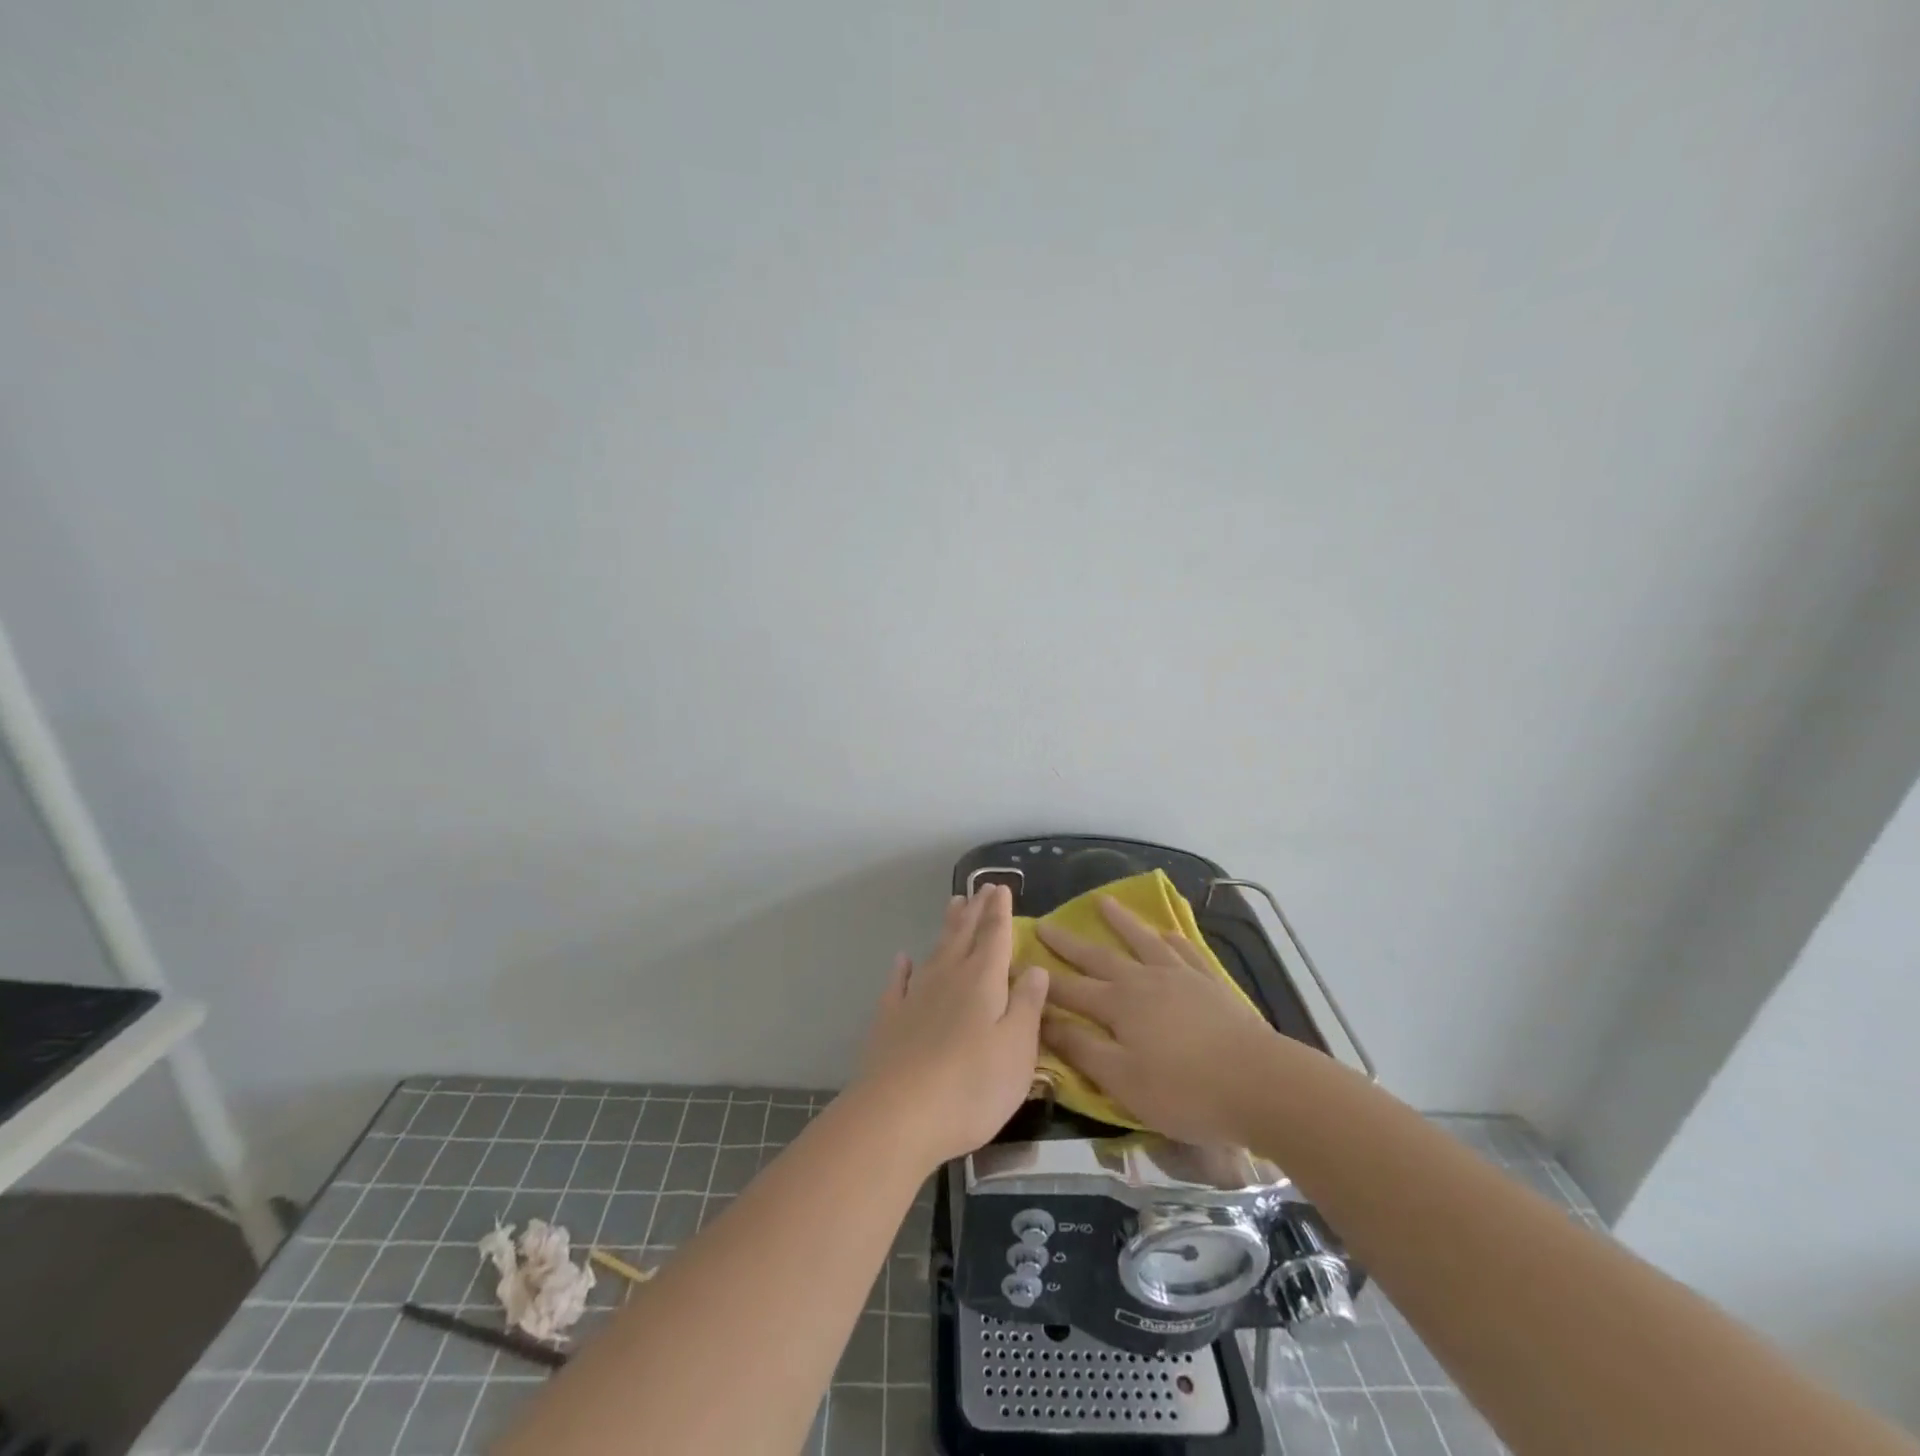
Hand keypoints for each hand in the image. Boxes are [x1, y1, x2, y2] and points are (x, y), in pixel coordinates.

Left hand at [854, 885, 1048, 1167]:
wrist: (897, 1116)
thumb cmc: (972, 1086)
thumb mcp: (1017, 1050)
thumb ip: (1028, 1006)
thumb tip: (1036, 967)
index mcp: (983, 981)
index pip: (995, 936)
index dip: (1000, 911)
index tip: (1001, 887)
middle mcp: (948, 978)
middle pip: (964, 936)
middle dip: (975, 911)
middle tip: (981, 887)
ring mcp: (915, 997)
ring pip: (934, 951)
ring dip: (946, 927)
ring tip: (953, 905)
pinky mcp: (889, 1020)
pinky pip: (898, 984)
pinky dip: (902, 969)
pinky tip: (902, 959)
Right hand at [1038, 896, 1281, 1145]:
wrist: (1261, 1084)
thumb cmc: (1185, 1091)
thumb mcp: (1122, 1080)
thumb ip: (1081, 1049)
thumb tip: (1042, 1020)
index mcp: (1118, 1005)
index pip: (1069, 990)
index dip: (1041, 980)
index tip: (1015, 965)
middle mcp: (1144, 980)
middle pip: (1099, 957)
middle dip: (1069, 943)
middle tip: (1045, 923)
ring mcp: (1180, 977)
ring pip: (1142, 942)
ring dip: (1120, 922)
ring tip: (1102, 902)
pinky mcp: (1210, 984)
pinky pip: (1185, 951)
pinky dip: (1170, 938)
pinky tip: (1166, 932)